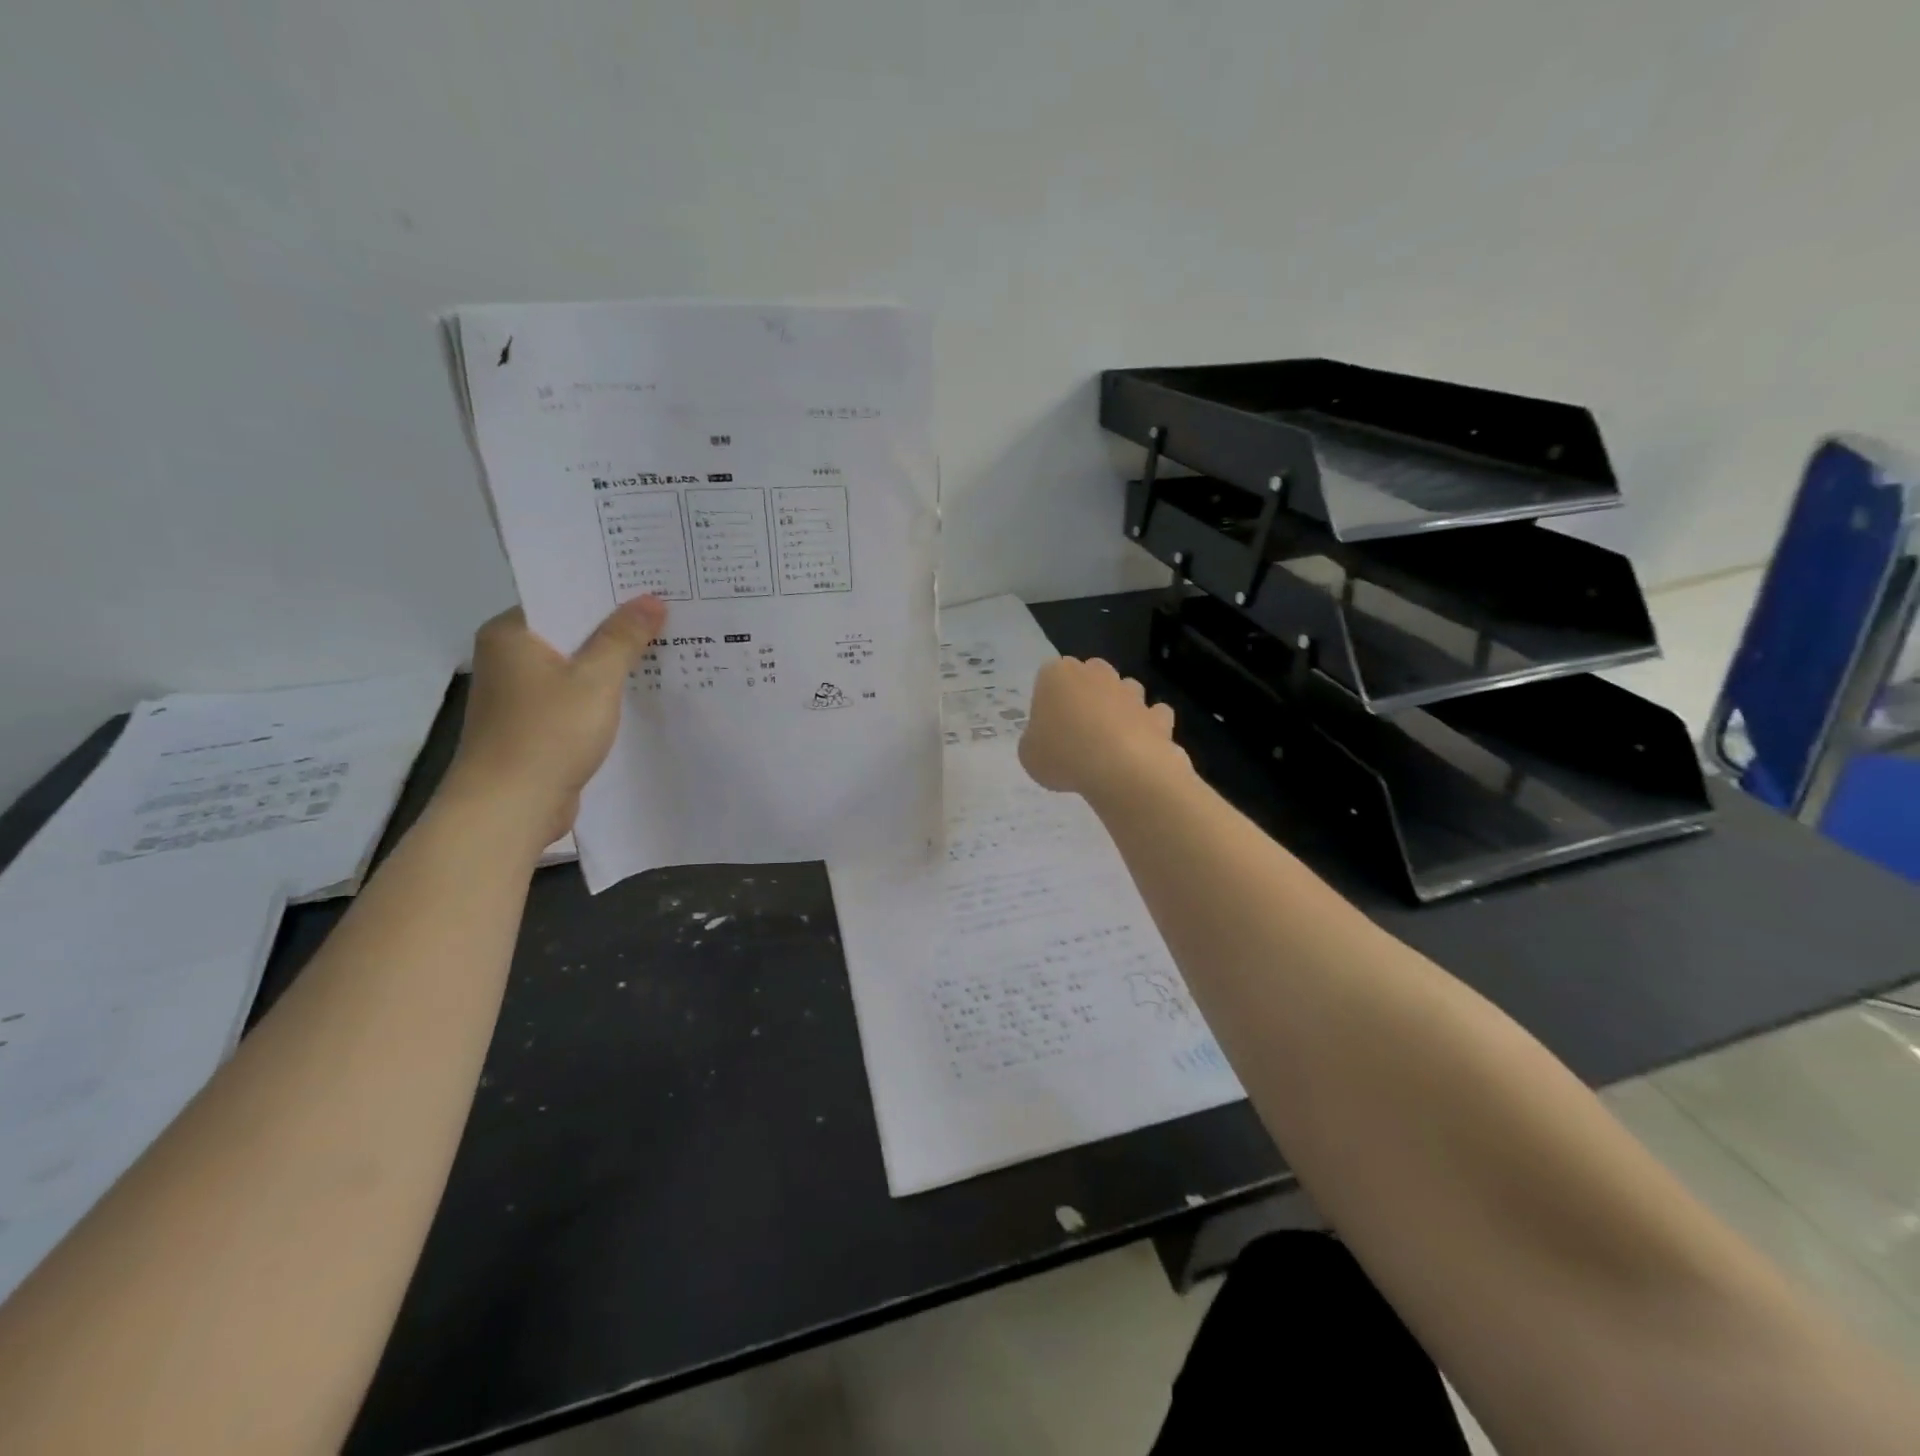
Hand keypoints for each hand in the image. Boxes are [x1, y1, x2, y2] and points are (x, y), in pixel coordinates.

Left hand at [442, 597, 667, 842]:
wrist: (510, 807)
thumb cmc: (548, 733)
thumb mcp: (596, 680)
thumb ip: (624, 637)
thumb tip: (651, 599)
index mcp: (512, 633)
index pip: (563, 596)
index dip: (608, 591)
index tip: (651, 584)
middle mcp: (510, 656)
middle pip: (572, 630)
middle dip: (618, 627)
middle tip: (670, 613)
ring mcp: (522, 693)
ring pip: (577, 665)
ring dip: (614, 662)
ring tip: (666, 647)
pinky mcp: (536, 723)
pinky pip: (577, 695)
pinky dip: (604, 693)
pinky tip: (643, 691)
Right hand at [1019, 656, 1188, 800]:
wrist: (1122, 769)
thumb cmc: (1064, 756)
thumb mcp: (1029, 755)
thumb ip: (1035, 741)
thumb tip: (1047, 742)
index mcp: (1057, 675)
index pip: (1047, 676)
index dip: (1047, 702)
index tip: (1047, 728)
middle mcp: (1095, 674)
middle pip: (1089, 676)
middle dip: (1085, 696)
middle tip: (1076, 731)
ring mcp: (1130, 692)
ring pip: (1123, 690)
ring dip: (1118, 707)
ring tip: (1109, 742)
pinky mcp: (1157, 714)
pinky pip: (1153, 715)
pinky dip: (1148, 727)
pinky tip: (1139, 749)